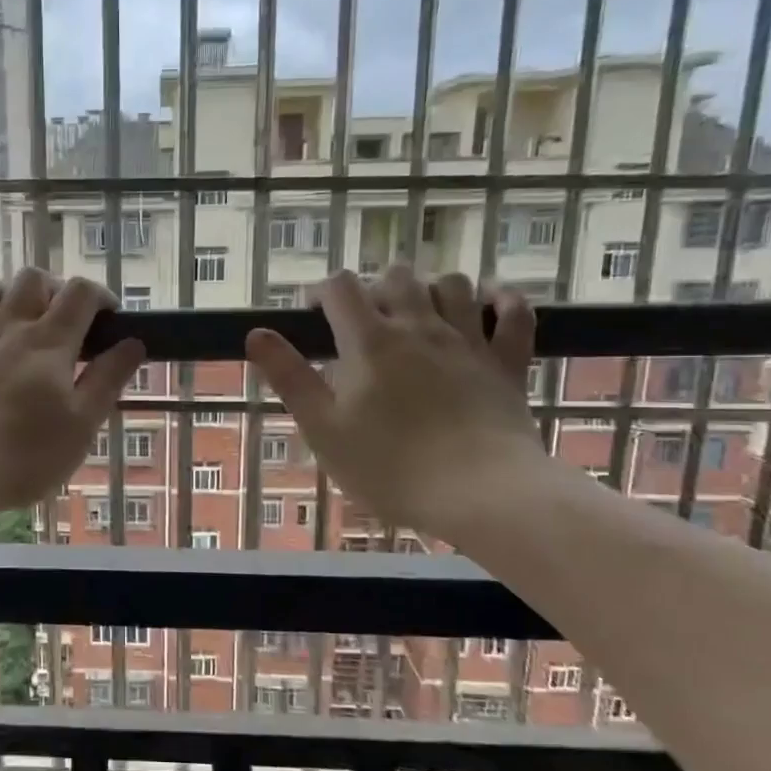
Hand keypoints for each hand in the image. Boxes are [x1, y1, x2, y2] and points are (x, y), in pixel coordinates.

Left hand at [0, 271, 145, 518]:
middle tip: (58, 322)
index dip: (99, 295)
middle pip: (30, 279)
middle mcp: (4, 328)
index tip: (108, 318)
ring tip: (6, 317)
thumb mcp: (81, 426)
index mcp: (48, 343)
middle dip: (50, 289)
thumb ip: (107, 381)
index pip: (80, 293)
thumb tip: (133, 343)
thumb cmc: (20, 457)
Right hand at [245, 265, 542, 542]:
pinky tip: (489, 304)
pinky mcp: (507, 362)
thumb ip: (289, 377)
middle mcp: (419, 327)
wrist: (480, 493)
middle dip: (374, 287)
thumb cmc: (389, 467)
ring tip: (416, 313)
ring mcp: (469, 341)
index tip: (314, 315)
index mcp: (370, 341)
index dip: (323, 292)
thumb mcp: (323, 428)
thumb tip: (256, 333)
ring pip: (452, 284)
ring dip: (430, 288)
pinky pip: (514, 313)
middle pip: (397, 276)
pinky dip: (501, 300)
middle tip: (363, 322)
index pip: (341, 287)